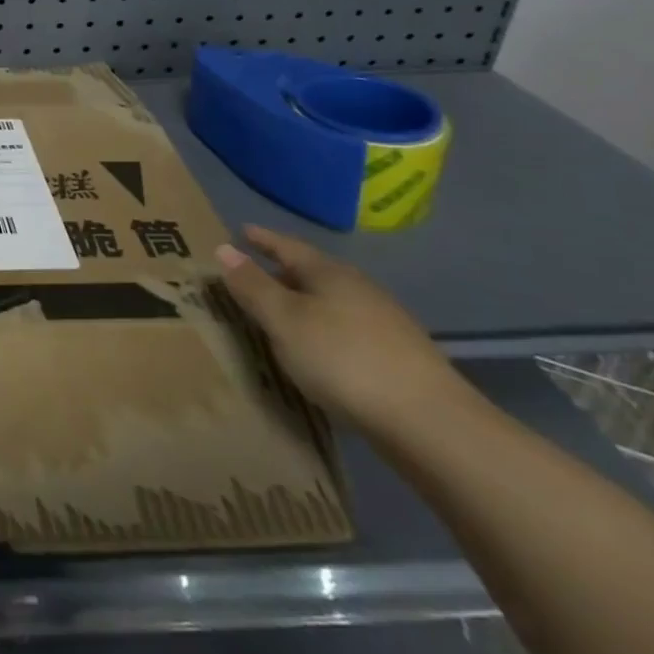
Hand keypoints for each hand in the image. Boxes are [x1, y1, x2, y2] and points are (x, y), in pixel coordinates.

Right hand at [213, 226, 467, 438]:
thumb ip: (252, 286)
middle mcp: (359, 288)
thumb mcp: (284, 320)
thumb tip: (223, 247)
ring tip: (283, 314)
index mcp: (330, 273)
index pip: (288, 246)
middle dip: (283, 271)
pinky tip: (321, 350)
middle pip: (313, 272)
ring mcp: (385, 322)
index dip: (263, 239)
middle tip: (254, 275)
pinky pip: (348, 329)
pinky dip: (325, 329)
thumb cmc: (343, 359)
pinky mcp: (399, 356)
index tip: (243, 231)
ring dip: (306, 303)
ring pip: (333, 302)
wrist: (430, 422)